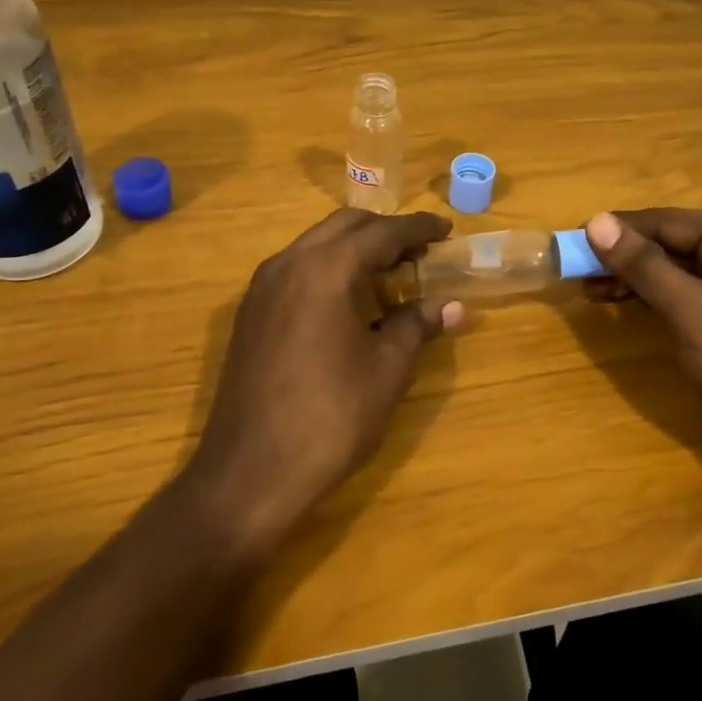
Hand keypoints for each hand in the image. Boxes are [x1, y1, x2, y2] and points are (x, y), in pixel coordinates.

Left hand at [181, 209, 462, 555]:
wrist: (250, 473)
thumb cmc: (330, 418)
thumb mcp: (386, 370)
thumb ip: (416, 326)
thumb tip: (451, 307)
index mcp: (325, 270)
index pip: (381, 233)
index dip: (418, 228)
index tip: (447, 229)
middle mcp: (288, 264)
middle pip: (344, 226)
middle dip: (385, 231)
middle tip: (421, 250)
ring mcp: (262, 288)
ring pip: (316, 245)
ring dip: (354, 249)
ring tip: (390, 273)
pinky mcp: (250, 313)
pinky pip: (296, 270)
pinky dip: (329, 268)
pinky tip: (349, 300)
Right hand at [583, 208, 701, 475]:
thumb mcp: (688, 311)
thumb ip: (642, 264)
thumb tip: (595, 221)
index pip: (663, 221)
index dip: (614, 231)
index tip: (568, 243)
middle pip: (669, 239)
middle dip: (623, 256)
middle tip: (576, 272)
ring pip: (676, 264)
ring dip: (635, 276)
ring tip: (591, 290)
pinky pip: (690, 285)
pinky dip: (657, 293)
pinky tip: (626, 302)